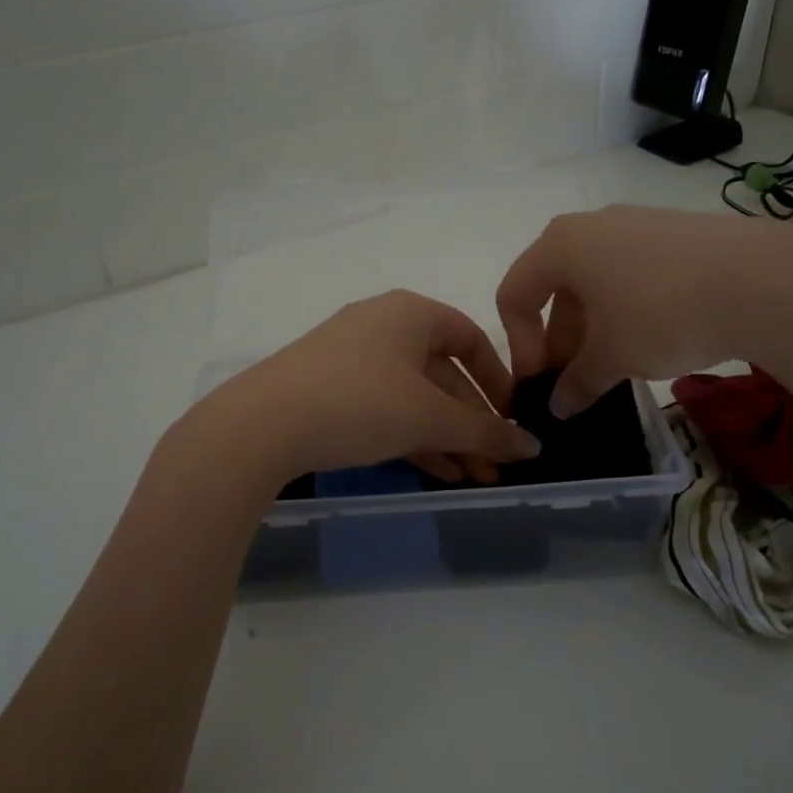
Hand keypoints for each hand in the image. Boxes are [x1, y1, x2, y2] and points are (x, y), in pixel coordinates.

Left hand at [186, 290, 540, 488]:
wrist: (260, 426)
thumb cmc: (359, 403)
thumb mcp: (428, 418)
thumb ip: (484, 432)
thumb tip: (531, 448)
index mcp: (410, 313)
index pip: (470, 339)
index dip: (498, 379)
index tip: (514, 419)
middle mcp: (381, 326)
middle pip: (442, 373)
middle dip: (472, 422)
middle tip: (496, 464)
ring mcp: (350, 358)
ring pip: (413, 397)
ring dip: (446, 437)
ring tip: (473, 478)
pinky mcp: (328, 389)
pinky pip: (384, 409)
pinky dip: (413, 437)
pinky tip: (436, 472)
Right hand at [496, 205, 792, 416]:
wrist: (763, 281)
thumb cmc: (661, 315)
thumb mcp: (612, 357)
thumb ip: (577, 383)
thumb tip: (559, 407)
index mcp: (560, 245)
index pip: (515, 294)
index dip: (520, 344)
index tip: (541, 382)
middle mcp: (592, 225)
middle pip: (555, 287)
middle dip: (559, 339)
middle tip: (577, 380)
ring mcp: (637, 223)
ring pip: (596, 281)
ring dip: (592, 327)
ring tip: (616, 365)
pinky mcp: (676, 232)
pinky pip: (632, 272)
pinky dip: (626, 308)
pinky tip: (652, 339)